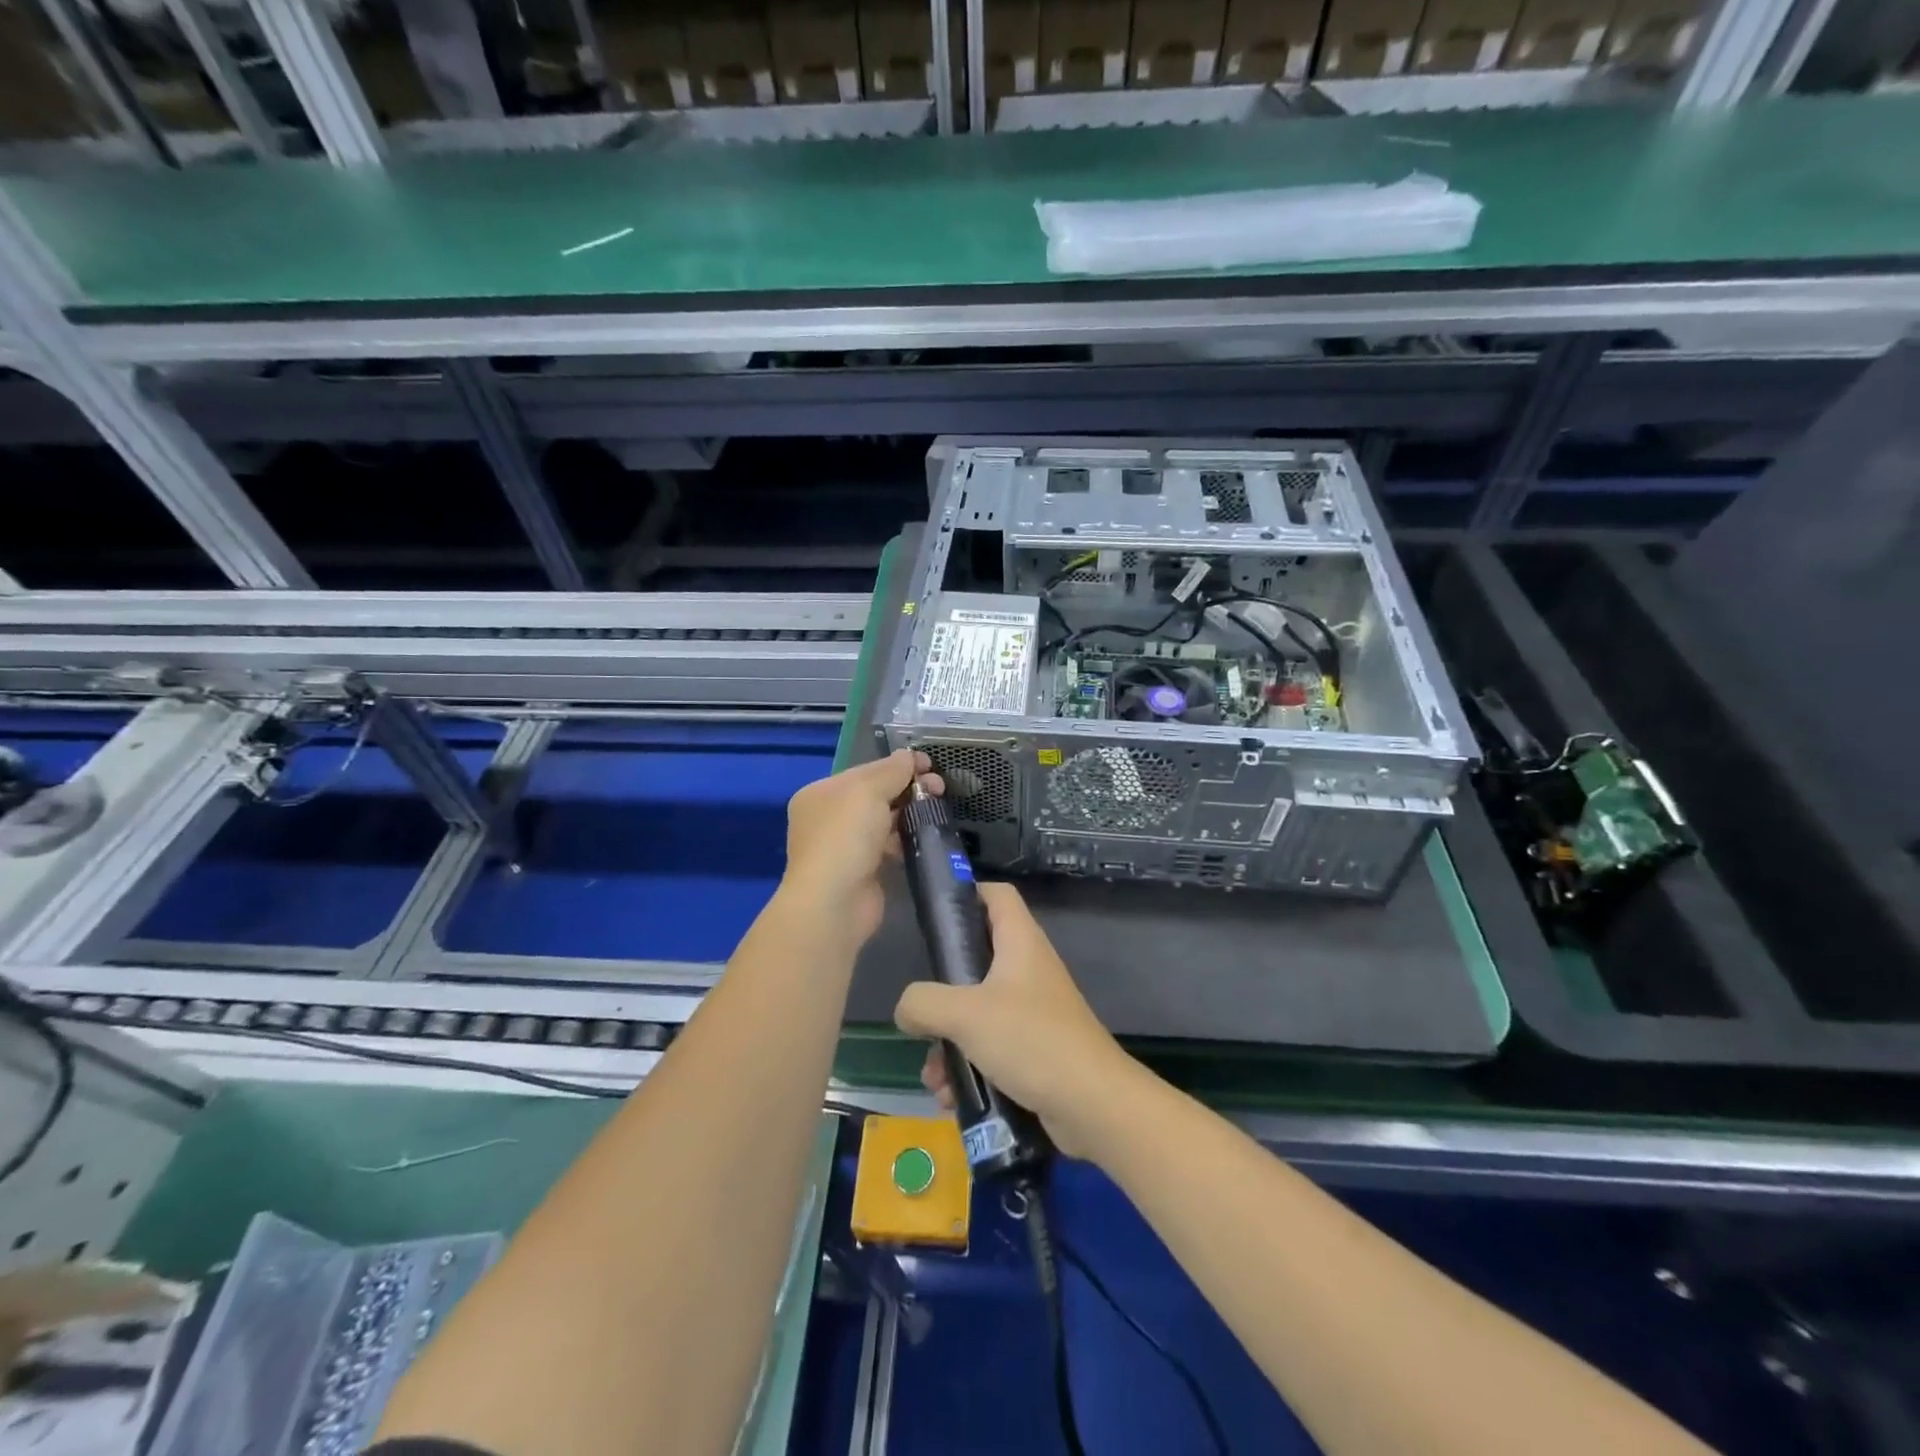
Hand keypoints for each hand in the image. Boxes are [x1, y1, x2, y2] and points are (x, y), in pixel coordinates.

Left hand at [782, 749, 940, 945]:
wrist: (834, 902)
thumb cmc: (845, 836)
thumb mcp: (868, 791)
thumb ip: (891, 770)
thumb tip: (909, 756)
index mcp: (821, 793)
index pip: (865, 771)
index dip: (898, 765)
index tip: (931, 765)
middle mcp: (828, 819)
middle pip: (876, 795)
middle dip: (908, 789)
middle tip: (940, 789)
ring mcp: (844, 847)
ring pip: (884, 822)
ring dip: (910, 815)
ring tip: (938, 812)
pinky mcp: (862, 872)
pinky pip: (888, 848)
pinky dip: (906, 841)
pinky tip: (925, 838)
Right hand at [893, 881, 1135, 1159]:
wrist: (1093, 1105)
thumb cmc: (1031, 1040)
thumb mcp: (966, 1014)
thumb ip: (924, 1003)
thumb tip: (906, 1009)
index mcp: (1020, 943)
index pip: (997, 895)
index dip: (968, 893)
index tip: (936, 915)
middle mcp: (1029, 970)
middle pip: (978, 959)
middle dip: (944, 993)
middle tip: (923, 1013)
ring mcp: (1035, 1011)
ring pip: (979, 1012)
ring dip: (950, 1041)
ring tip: (934, 1075)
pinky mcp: (1036, 1049)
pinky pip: (992, 1048)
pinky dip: (969, 1067)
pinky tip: (952, 1096)